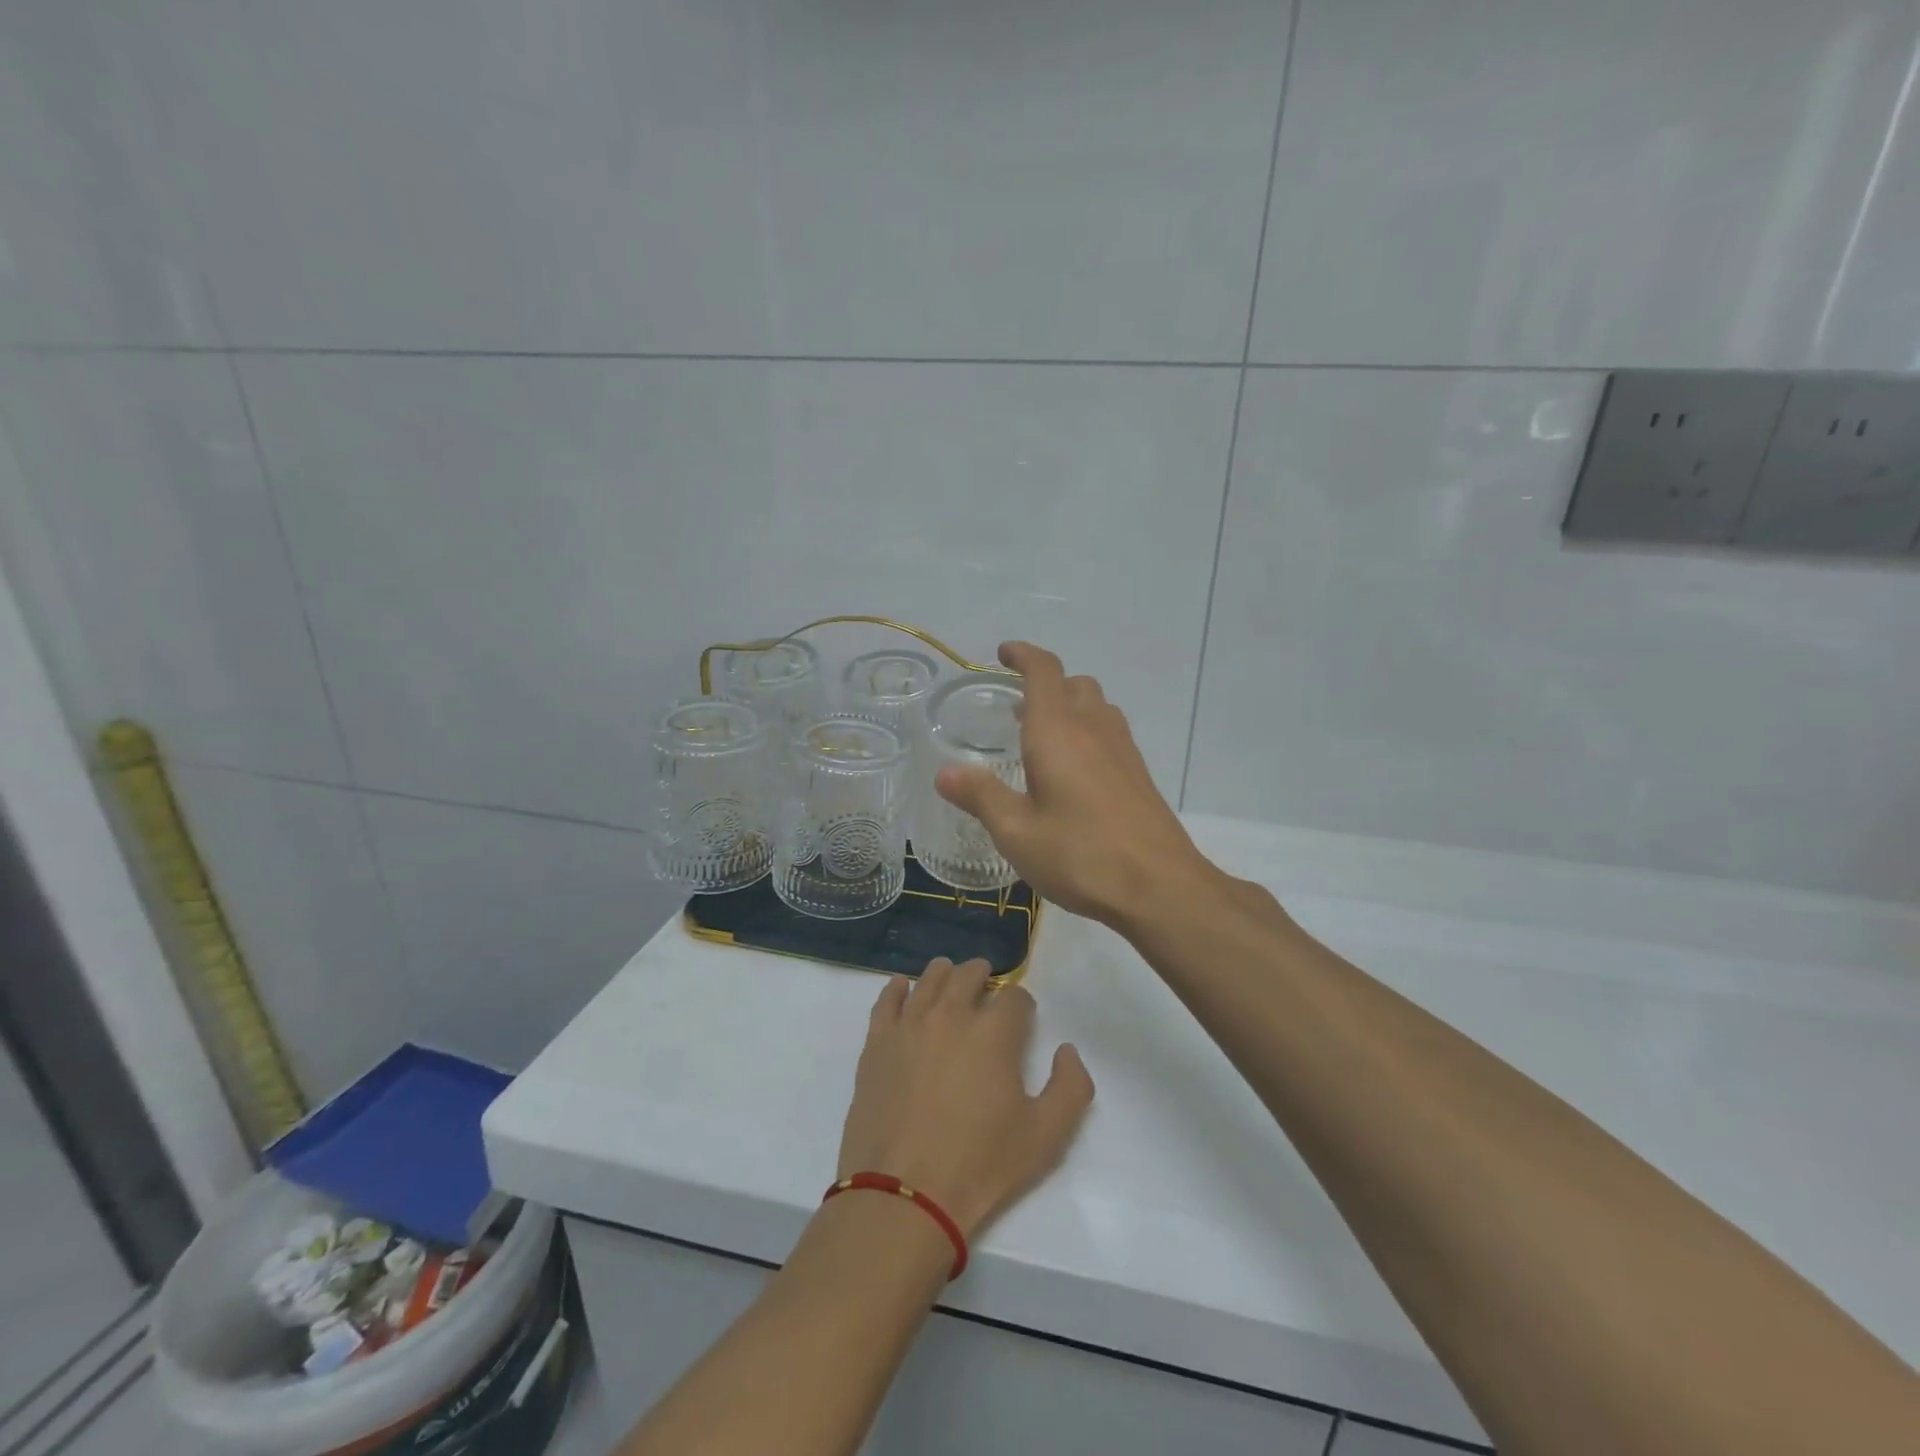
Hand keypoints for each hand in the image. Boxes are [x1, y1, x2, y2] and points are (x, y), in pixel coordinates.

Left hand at [837, 958, 1093, 1237]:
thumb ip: (1071, 1087)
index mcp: (994, 1033)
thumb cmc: (980, 1166)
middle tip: (987, 989)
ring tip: (950, 982)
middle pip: (969, 974)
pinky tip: (903, 989)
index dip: (1023, 1004)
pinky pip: (886, 999)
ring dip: (945, 974)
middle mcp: (951, 1014)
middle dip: (984, 977)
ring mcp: (909, 1025)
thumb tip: (1066, 1051)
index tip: (1023, 1018)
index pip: (1015, 996)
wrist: (904, 1195)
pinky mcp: (877, 1043)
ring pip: (929, 978)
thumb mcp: (1047, 1136)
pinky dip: (897, 988)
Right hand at [934, 641, 1218, 926]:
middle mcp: (1093, 728)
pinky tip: (1074, 772)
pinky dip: (1087, 732)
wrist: (1159, 886)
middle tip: (1017, 707)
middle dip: (1045, 683)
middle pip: (1073, 684)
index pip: (1044, 670)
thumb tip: (945, 773)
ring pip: (1096, 706)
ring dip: (1070, 706)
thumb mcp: (1016, 831)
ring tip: (1043, 736)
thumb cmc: (1080, 854)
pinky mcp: (1138, 774)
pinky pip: (1110, 733)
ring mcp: (1122, 750)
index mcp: (1057, 731)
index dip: (1023, 654)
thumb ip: (981, 796)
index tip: (1003, 653)